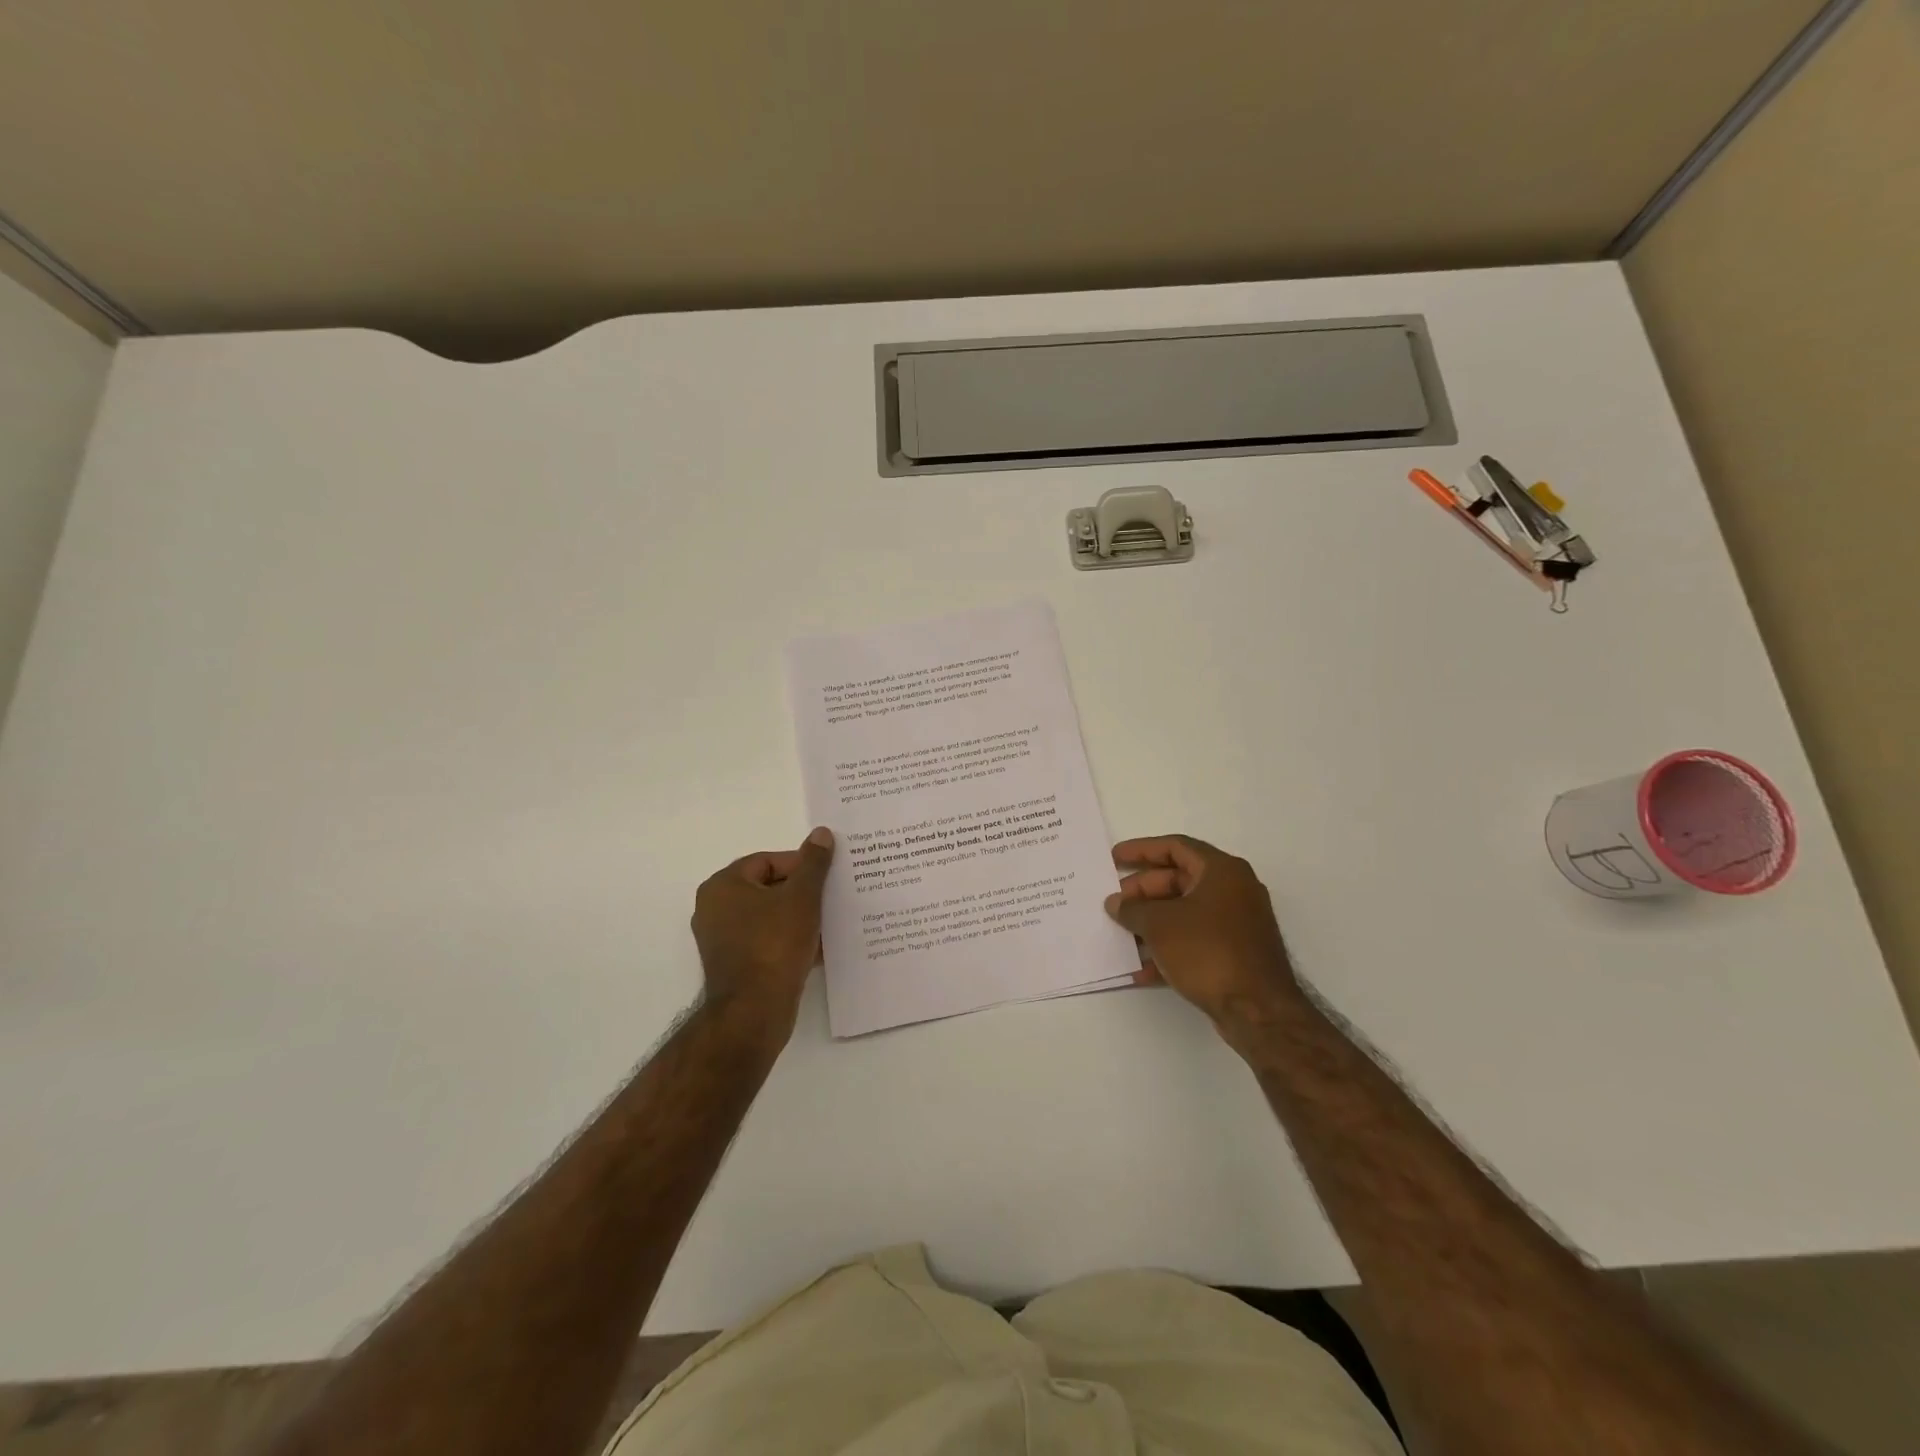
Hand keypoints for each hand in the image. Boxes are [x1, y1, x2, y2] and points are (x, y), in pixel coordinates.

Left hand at [691, 827, 835, 1042]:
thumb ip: (813, 863)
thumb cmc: (774, 945)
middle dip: (803, 892)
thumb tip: (821, 833)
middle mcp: (715, 909)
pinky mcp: (735, 965)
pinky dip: (791, 940)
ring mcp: (723, 940)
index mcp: (723, 886)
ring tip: (831, 921)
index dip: (801, 866)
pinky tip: (820, 947)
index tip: (828, 877)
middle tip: (833, 896)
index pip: (768, 861)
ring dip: (800, 917)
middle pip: (769, 888)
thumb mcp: (802, 898)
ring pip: (770, 917)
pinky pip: (768, 942)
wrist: (754, 1013)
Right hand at [1105, 835, 1302, 1034]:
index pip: (1176, 847)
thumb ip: (1133, 909)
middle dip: (1143, 891)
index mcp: (1222, 871)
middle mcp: (1233, 891)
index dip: (1141, 850)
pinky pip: (1194, 940)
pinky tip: (1140, 968)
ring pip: (1184, 912)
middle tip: (1114, 903)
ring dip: (1151, 921)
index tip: (1114, 858)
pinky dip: (1168, 948)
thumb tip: (1115, 904)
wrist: (1257, 1011)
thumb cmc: (1208, 951)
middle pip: (1179, 880)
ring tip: (1121, 933)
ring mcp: (1236, 924)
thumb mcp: (1160, 924)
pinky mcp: (1234, 954)